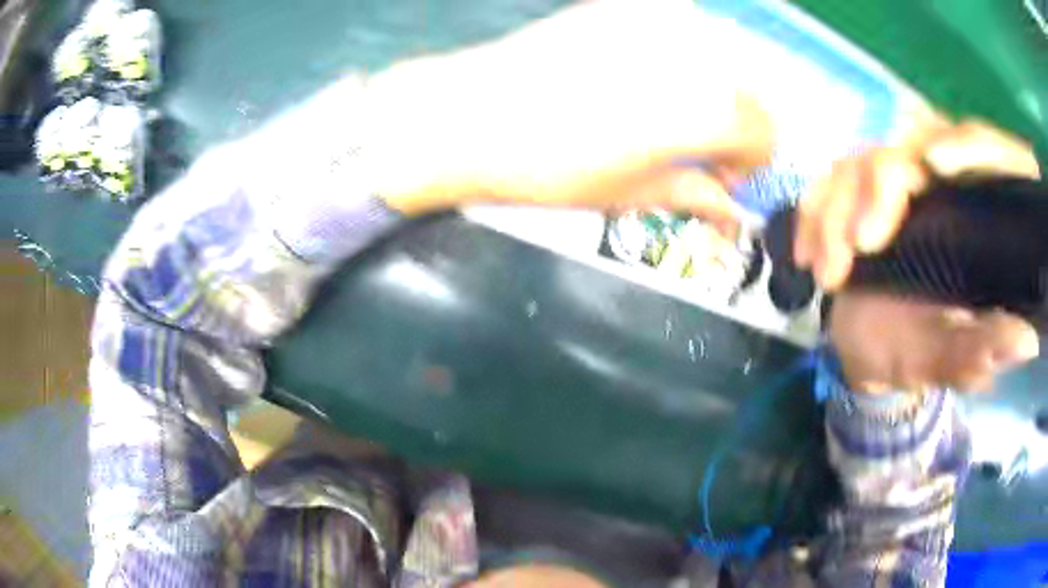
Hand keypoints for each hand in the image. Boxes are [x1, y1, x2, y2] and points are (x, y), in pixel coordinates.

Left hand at [363, 0, 770, 228]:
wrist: (473, 115)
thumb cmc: (552, 167)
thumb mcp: (632, 193)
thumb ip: (695, 193)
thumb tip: (732, 210)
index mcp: (703, 109)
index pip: (764, 130)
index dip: (750, 160)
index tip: (720, 176)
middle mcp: (693, 54)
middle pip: (746, 90)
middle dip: (734, 125)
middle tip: (695, 148)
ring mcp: (656, 21)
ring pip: (715, 55)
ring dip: (708, 88)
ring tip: (665, 111)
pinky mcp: (622, 6)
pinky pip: (676, 28)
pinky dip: (678, 56)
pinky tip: (640, 75)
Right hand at [799, 118, 1041, 391]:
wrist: (865, 349)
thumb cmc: (915, 353)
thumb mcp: (948, 357)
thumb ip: (980, 350)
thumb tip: (1026, 342)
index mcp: (977, 210)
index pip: (986, 149)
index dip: (969, 145)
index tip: (936, 167)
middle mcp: (940, 180)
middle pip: (914, 141)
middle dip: (882, 187)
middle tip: (861, 246)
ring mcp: (895, 178)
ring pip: (862, 159)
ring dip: (838, 210)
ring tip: (829, 275)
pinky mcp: (857, 187)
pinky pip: (828, 180)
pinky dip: (813, 214)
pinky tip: (808, 257)